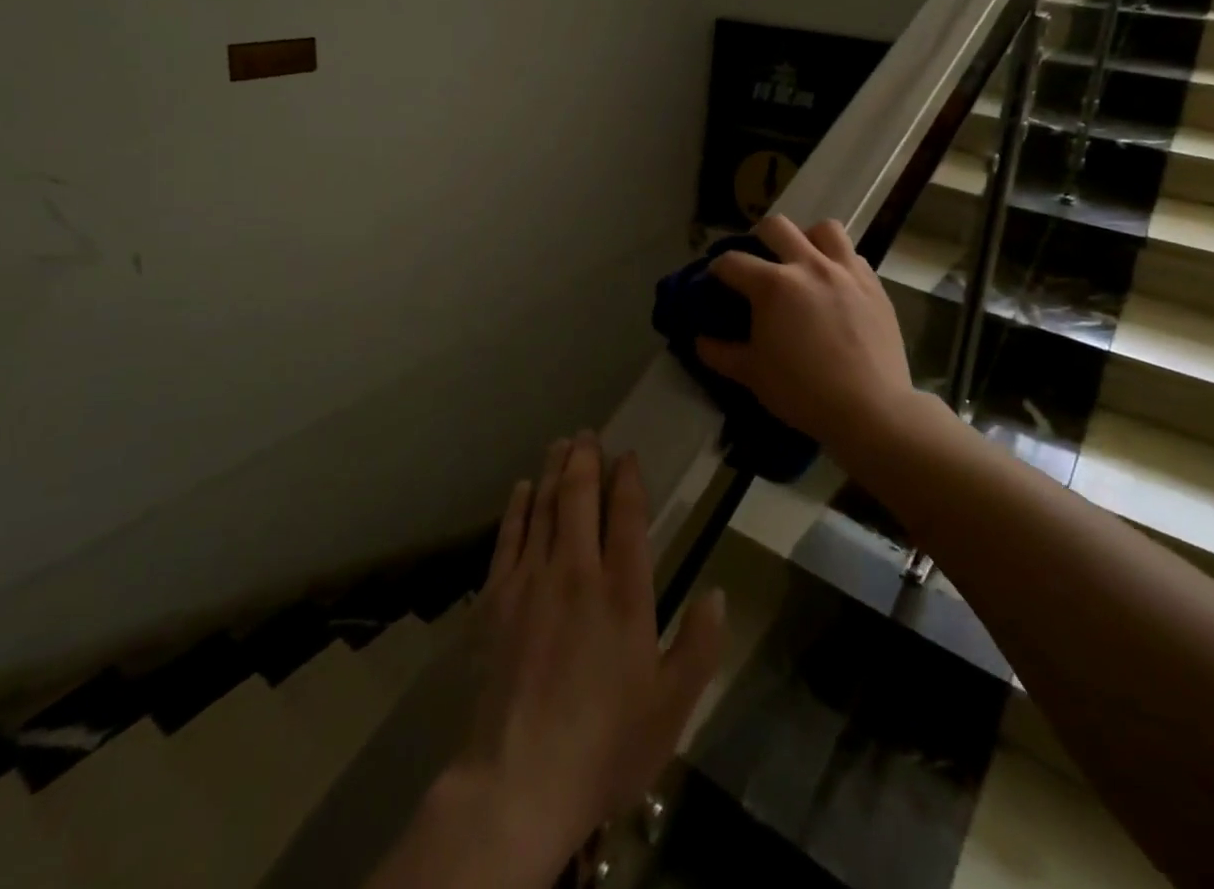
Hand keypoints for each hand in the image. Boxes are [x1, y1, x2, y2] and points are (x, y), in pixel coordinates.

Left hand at [453, 433, 726, 875]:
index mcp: (624, 591)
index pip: (626, 515)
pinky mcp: (495, 597)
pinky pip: (507, 536)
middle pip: (579, 496)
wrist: (518, 781)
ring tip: (559, 444)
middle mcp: (577, 570)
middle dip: (585, 458)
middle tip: (588, 433)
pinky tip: (520, 489)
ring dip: (552, 470)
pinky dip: (516, 507)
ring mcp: (531, 579)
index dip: (628, 479)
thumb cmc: (605, 746)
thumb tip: (717, 592)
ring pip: (542, 506)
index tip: (627, 456)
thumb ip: (700, 645)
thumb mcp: (672, 707)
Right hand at [695, 216, 917, 453]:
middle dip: (758, 238)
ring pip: (823, 229)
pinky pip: (853, 255)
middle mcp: (809, 266)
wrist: (871, 410)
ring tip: (802, 261)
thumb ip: (720, 353)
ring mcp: (846, 271)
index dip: (717, 269)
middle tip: (758, 264)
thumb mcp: (752, 375)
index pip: (732, 262)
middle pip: (776, 227)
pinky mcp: (874, 285)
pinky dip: (838, 261)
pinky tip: (834, 284)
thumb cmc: (804, 392)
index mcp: (773, 286)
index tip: (716, 281)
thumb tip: (700, 340)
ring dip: (806, 239)